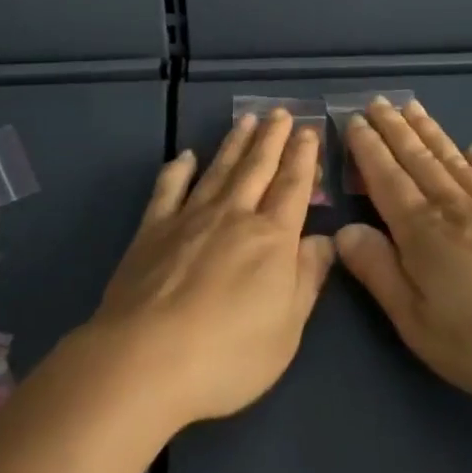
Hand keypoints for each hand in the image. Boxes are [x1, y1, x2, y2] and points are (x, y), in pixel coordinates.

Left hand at [85, 109, 335, 430]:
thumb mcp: (287, 328)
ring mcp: (189, 218)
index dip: (303, 158)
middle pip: (257, 168)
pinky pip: (168, 189)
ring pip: (219, 170)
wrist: (146, 360)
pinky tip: (186, 156)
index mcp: (271, 239)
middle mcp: (233, 216)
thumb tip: (325, 240)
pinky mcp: (152, 229)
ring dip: (234, 143)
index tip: (308, 130)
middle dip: (272, 139)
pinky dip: (178, 169)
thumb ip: (307, 279)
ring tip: (247, 120)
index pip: (293, 187)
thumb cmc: (229, 355)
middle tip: (281, 112)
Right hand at [335, 97, 471, 407]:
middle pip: (419, 159)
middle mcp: (456, 208)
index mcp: (423, 231)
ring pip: (454, 161)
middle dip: (394, 128)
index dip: (368, 148)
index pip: (386, 178)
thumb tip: (343, 231)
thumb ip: (379, 273)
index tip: (353, 119)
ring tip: (414, 108)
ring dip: (431, 133)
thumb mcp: (419, 323)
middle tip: (377, 101)